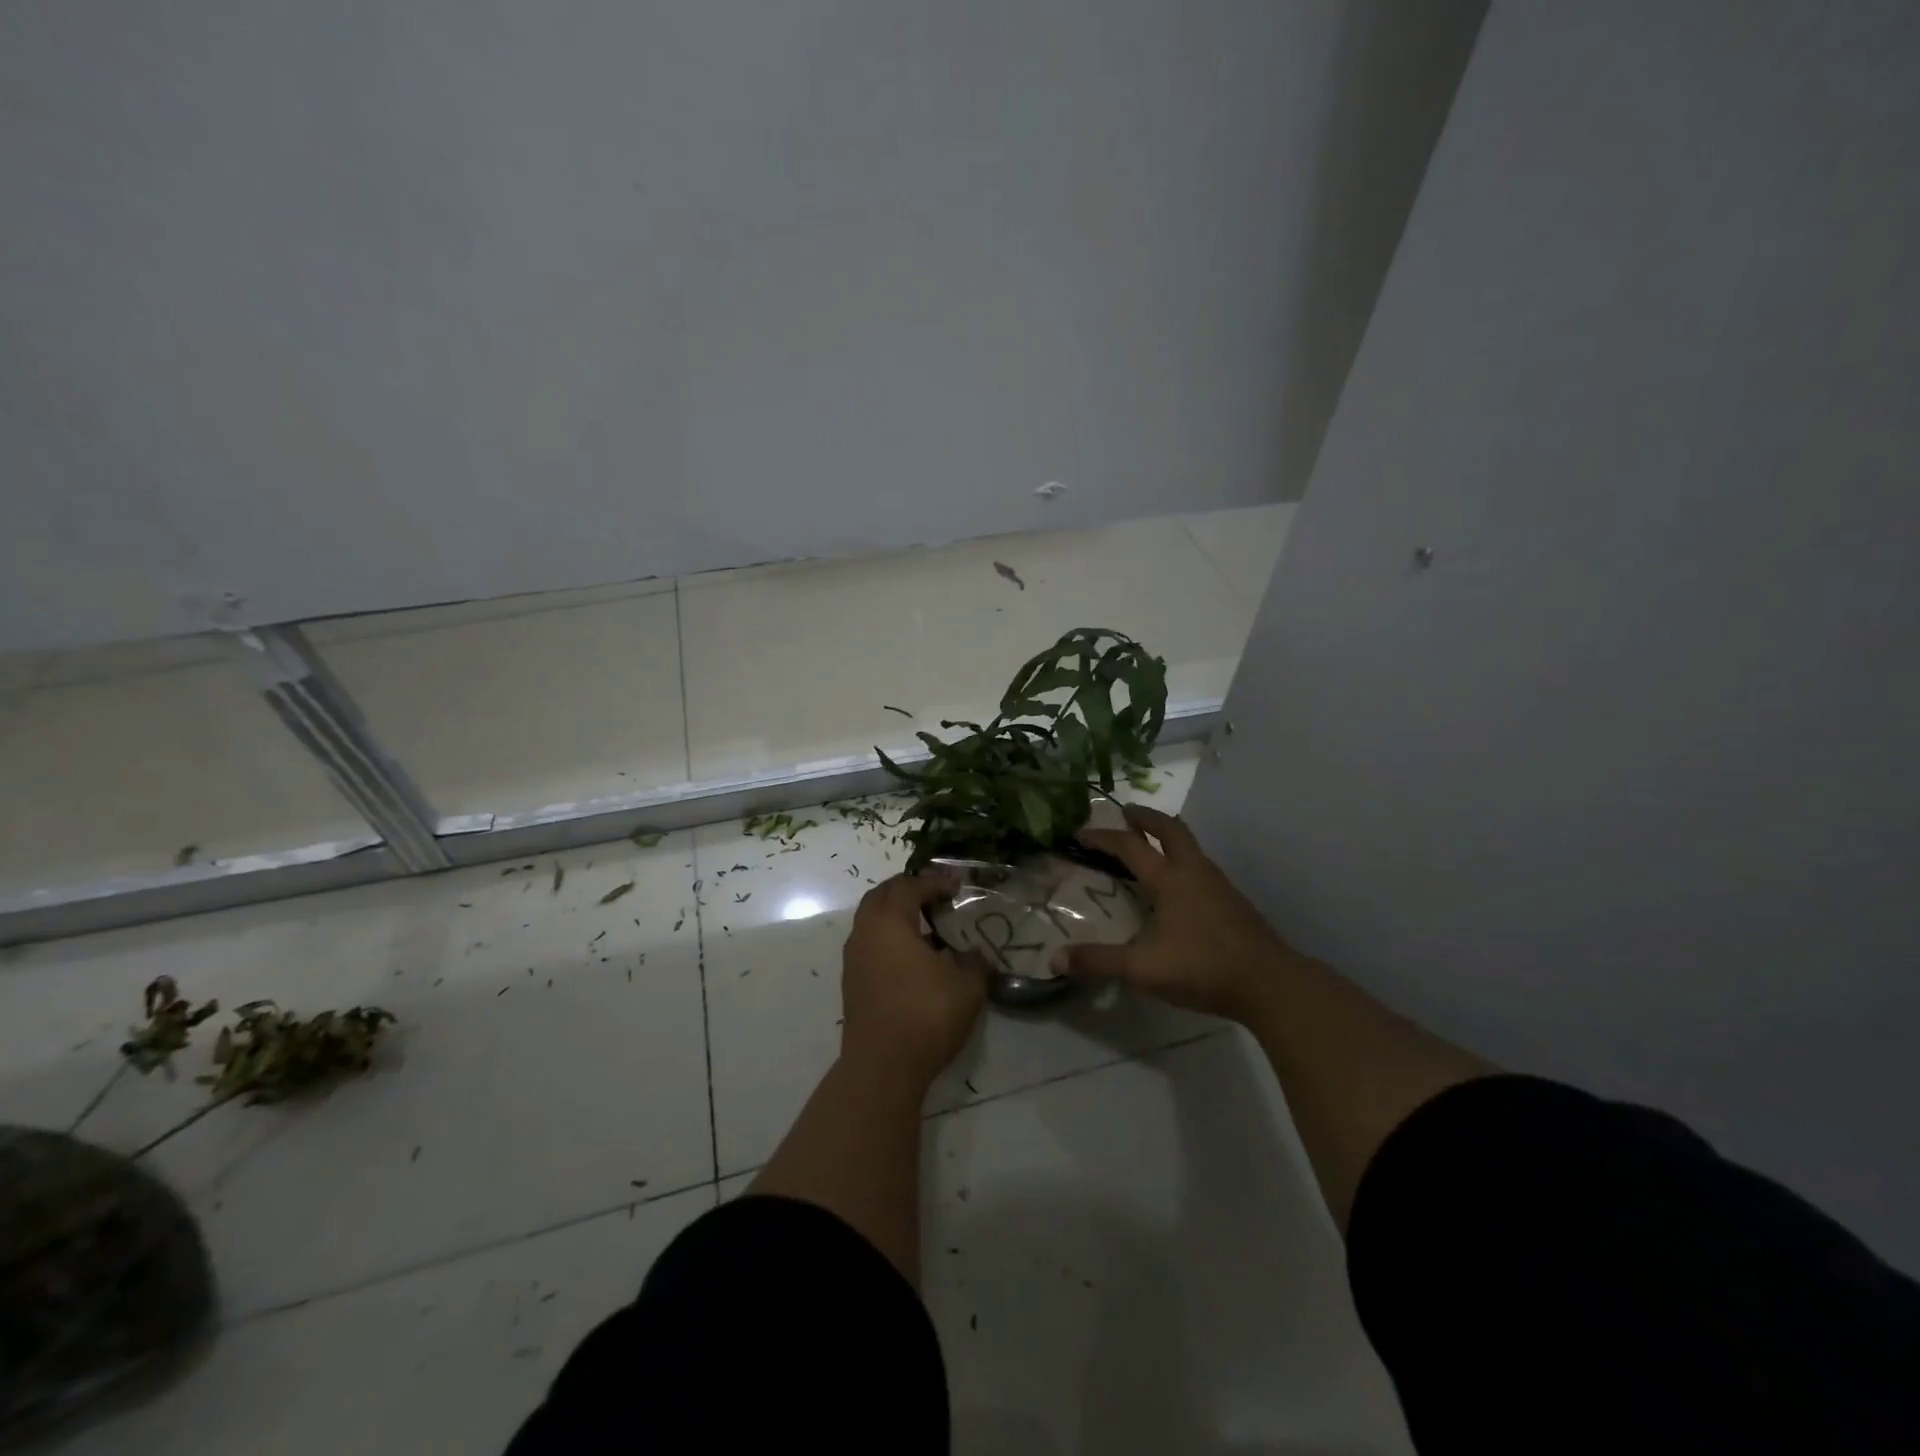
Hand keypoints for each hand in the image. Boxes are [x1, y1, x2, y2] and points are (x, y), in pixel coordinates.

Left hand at [841, 871, 987, 1090]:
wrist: (882, 1066)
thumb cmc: (925, 1015)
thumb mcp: (967, 987)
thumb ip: (974, 962)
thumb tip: (974, 954)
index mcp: (890, 922)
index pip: (910, 886)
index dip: (935, 882)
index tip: (957, 887)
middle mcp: (865, 932)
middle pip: (882, 895)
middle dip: (909, 889)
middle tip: (935, 895)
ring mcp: (854, 957)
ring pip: (872, 919)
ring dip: (896, 914)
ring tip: (926, 925)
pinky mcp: (852, 981)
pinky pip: (870, 943)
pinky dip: (889, 937)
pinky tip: (913, 956)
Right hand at [1055, 805, 1297, 1021]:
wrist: (1270, 984)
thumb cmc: (1203, 968)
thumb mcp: (1142, 969)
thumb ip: (1098, 962)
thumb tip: (1055, 960)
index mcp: (1170, 880)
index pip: (1130, 847)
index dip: (1102, 837)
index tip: (1080, 832)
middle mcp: (1195, 872)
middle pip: (1171, 829)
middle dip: (1146, 817)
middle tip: (1126, 813)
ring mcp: (1219, 885)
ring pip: (1190, 846)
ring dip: (1167, 837)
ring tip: (1149, 846)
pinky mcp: (1233, 902)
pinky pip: (1200, 866)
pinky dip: (1182, 860)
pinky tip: (1177, 887)